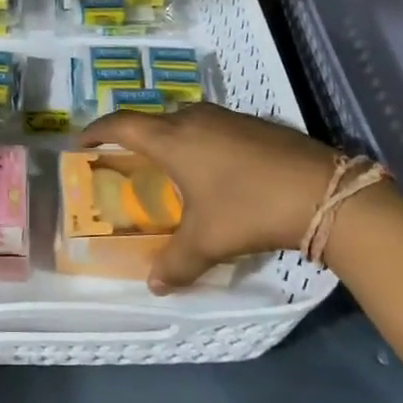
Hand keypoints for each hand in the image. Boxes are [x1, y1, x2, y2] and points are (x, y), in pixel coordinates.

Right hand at [81, 103, 337, 292]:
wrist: (321, 190)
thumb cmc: (249, 208)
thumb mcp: (208, 241)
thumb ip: (176, 263)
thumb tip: (155, 286)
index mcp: (171, 139)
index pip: (121, 124)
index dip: (97, 130)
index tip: (81, 141)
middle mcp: (193, 118)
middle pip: (152, 120)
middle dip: (135, 138)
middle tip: (126, 162)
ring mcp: (226, 117)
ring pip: (184, 121)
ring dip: (170, 139)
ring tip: (168, 168)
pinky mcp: (252, 123)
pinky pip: (210, 127)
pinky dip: (198, 142)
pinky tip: (213, 170)